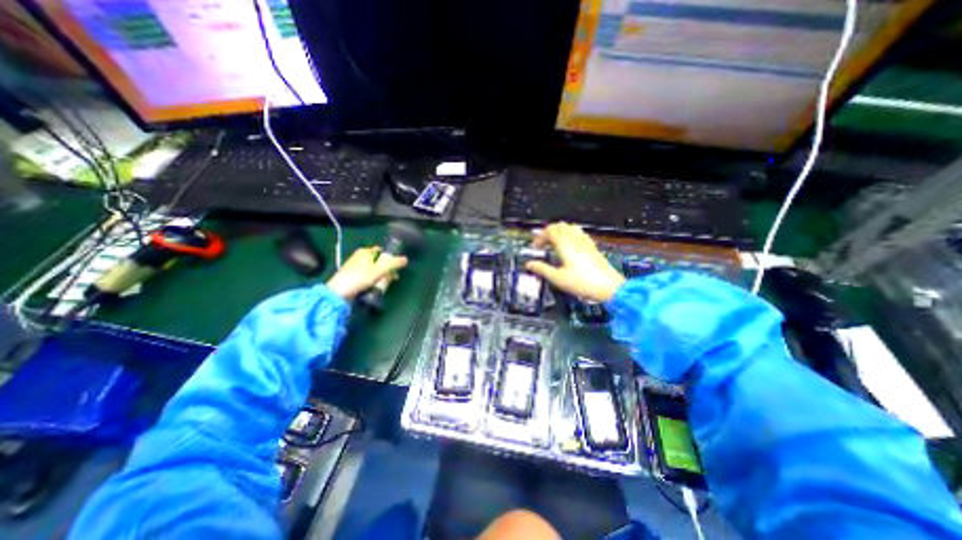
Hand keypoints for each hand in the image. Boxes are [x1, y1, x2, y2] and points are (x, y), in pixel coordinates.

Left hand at [327, 246, 409, 301]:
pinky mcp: (351, 276)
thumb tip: (406, 259)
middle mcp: (359, 257)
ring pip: (373, 269)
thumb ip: (394, 263)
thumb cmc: (360, 278)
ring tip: (386, 284)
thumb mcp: (380, 270)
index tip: (396, 267)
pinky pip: (366, 276)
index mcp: (365, 251)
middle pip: (378, 261)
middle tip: (393, 277)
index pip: (382, 251)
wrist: (339, 293)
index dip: (390, 258)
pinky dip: (372, 280)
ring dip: (381, 276)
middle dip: (387, 269)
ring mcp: (354, 267)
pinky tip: (375, 287)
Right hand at [524, 221, 624, 301]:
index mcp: (565, 245)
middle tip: (543, 243)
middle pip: (559, 226)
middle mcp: (575, 239)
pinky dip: (570, 234)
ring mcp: (585, 242)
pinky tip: (570, 245)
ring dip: (560, 231)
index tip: (535, 247)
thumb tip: (529, 265)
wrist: (609, 287)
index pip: (549, 231)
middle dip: (548, 232)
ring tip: (554, 242)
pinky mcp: (592, 247)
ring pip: (570, 227)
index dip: (539, 237)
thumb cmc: (582, 283)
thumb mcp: (558, 278)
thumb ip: (542, 269)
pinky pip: (579, 233)